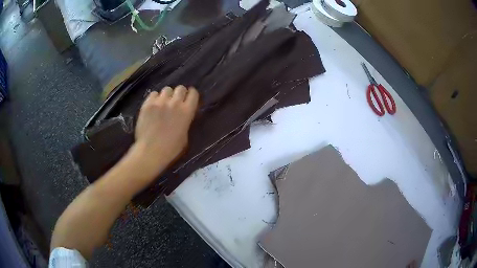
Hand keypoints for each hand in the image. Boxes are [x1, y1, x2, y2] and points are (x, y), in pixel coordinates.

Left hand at [132, 85, 198, 176]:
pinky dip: (155, 98)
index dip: (191, 94)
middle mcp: (175, 103)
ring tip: (163, 103)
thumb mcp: (185, 136)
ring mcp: (160, 102)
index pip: (193, 93)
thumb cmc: (170, 149)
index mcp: (187, 112)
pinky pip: (154, 94)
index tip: (188, 97)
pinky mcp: (147, 104)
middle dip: (179, 93)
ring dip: (167, 95)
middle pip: (180, 88)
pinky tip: (153, 106)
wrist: (150, 152)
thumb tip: (183, 114)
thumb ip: (186, 121)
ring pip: (167, 89)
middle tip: (175, 101)